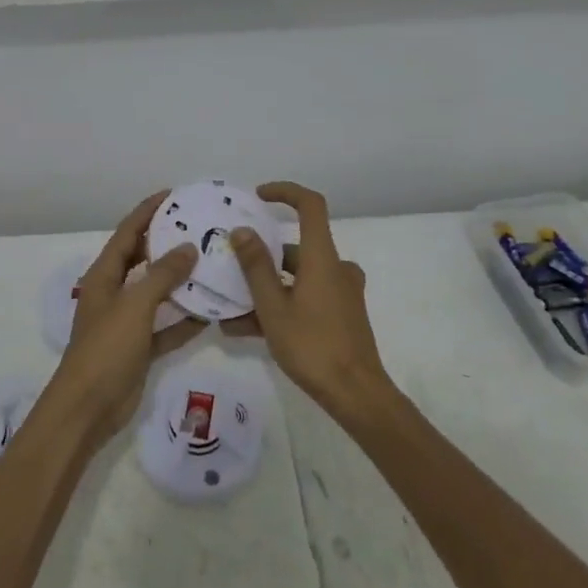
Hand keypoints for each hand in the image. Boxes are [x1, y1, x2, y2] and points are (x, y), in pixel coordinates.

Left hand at [45, 192, 207, 441]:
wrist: (87, 409)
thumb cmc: (106, 348)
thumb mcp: (135, 305)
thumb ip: (162, 275)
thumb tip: (188, 247)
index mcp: (104, 275)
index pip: (128, 233)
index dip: (147, 211)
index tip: (173, 195)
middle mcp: (114, 292)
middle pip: (142, 258)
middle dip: (167, 242)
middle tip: (199, 227)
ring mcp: (127, 321)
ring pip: (157, 292)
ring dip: (180, 281)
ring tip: (211, 263)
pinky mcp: (139, 348)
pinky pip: (166, 326)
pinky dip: (184, 320)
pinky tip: (211, 313)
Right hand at [230, 181, 393, 423]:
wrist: (357, 395)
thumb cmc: (313, 346)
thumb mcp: (273, 307)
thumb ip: (255, 267)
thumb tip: (241, 230)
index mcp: (322, 257)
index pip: (310, 205)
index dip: (285, 192)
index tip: (258, 197)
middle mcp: (335, 268)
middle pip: (296, 247)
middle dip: (261, 257)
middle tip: (231, 267)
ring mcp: (341, 293)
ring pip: (297, 277)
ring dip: (265, 288)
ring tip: (230, 309)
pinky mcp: (341, 315)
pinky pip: (305, 298)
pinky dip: (280, 305)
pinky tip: (247, 329)